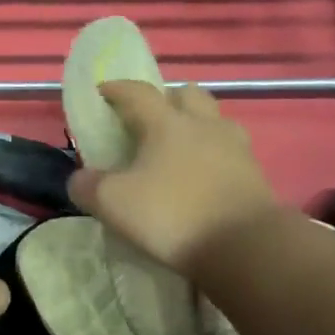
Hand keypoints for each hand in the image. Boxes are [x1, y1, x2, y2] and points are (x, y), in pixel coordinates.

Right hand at [66, 81, 281, 275]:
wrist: (245, 246)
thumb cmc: (172, 215)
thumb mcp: (113, 204)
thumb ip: (88, 187)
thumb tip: (80, 178)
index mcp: (167, 124)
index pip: (138, 92)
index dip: (117, 89)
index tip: (102, 91)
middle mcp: (204, 125)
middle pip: (186, 94)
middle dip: (166, 98)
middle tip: (149, 118)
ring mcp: (235, 148)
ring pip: (214, 120)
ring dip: (195, 124)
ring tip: (178, 148)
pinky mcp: (255, 174)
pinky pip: (229, 151)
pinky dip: (212, 155)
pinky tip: (201, 176)